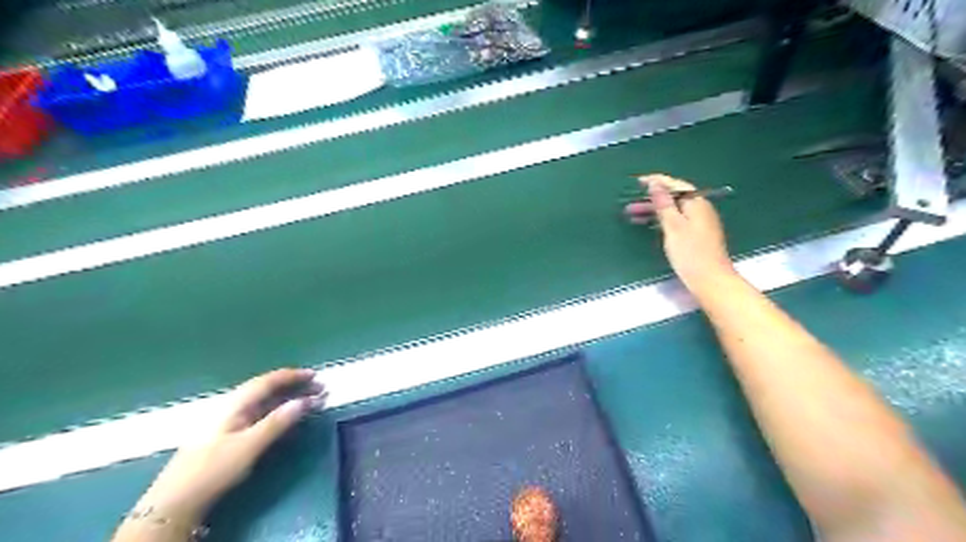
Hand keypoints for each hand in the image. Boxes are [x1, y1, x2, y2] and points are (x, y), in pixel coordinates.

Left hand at [131, 370, 328, 526]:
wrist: (176, 501)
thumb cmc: (214, 469)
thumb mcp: (249, 446)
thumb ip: (277, 422)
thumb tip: (304, 401)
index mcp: (235, 404)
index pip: (268, 381)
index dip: (293, 376)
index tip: (315, 376)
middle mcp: (232, 406)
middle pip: (267, 388)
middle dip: (294, 386)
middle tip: (319, 389)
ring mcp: (230, 420)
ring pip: (264, 401)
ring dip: (289, 398)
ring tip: (310, 400)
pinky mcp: (230, 434)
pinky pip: (260, 413)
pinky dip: (279, 410)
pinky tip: (288, 415)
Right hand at [622, 173, 736, 292]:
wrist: (710, 280)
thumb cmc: (690, 253)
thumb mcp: (673, 226)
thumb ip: (663, 203)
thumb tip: (655, 183)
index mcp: (696, 203)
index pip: (675, 185)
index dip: (657, 181)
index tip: (638, 181)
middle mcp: (700, 209)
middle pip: (674, 198)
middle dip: (651, 199)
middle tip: (630, 204)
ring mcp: (699, 222)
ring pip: (673, 210)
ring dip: (653, 210)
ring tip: (633, 215)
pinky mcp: (696, 235)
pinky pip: (676, 220)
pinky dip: (661, 220)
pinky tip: (650, 225)